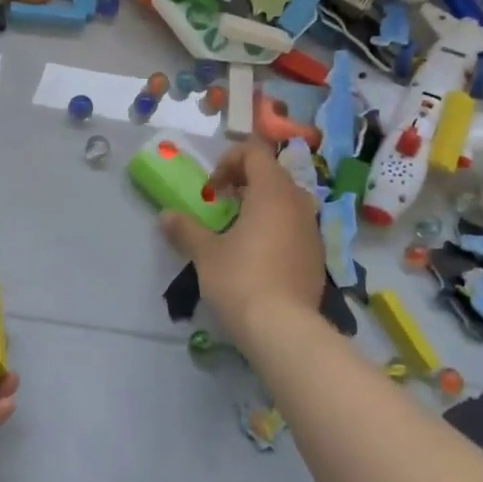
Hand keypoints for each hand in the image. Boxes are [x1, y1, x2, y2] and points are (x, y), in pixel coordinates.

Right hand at [160, 139, 324, 345]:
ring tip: (238, 229)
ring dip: (262, 205)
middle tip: (222, 203)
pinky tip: (258, 256)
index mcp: (272, 192)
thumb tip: (166, 216)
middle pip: (273, 174)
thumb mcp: (205, 253)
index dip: (230, 159)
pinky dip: (276, 227)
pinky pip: (295, 226)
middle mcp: (297, 204)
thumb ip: (186, 229)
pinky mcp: (317, 256)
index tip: (213, 188)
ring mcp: (312, 230)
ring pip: (287, 201)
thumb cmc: (241, 279)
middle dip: (245, 181)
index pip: (256, 151)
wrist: (284, 330)